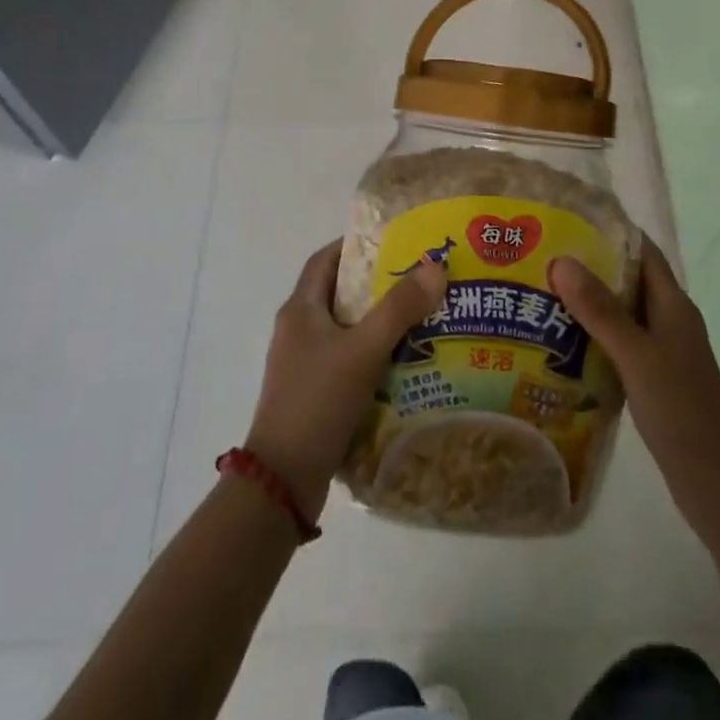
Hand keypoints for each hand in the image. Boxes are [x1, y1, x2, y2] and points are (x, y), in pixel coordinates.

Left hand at [244, 239, 447, 520]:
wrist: (284, 478)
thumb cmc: (319, 400)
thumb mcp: (363, 349)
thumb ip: (399, 308)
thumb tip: (435, 266)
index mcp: (300, 309)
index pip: (325, 259)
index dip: (355, 244)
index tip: (394, 241)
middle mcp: (298, 330)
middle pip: (339, 292)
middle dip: (377, 283)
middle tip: (420, 278)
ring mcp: (304, 363)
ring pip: (347, 328)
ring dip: (379, 320)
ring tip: (423, 316)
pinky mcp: (315, 392)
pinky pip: (348, 359)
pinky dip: (374, 353)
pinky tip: (406, 362)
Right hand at [549, 236, 719, 517]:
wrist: (715, 481)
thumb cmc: (680, 409)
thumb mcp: (636, 355)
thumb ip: (600, 310)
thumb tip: (562, 261)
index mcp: (673, 305)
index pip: (643, 252)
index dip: (612, 231)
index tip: (570, 220)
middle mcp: (670, 321)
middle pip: (629, 280)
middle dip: (590, 267)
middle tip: (543, 258)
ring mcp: (663, 351)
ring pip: (621, 314)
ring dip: (588, 303)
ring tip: (541, 295)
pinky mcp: (653, 378)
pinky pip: (619, 344)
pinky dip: (593, 337)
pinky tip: (560, 344)